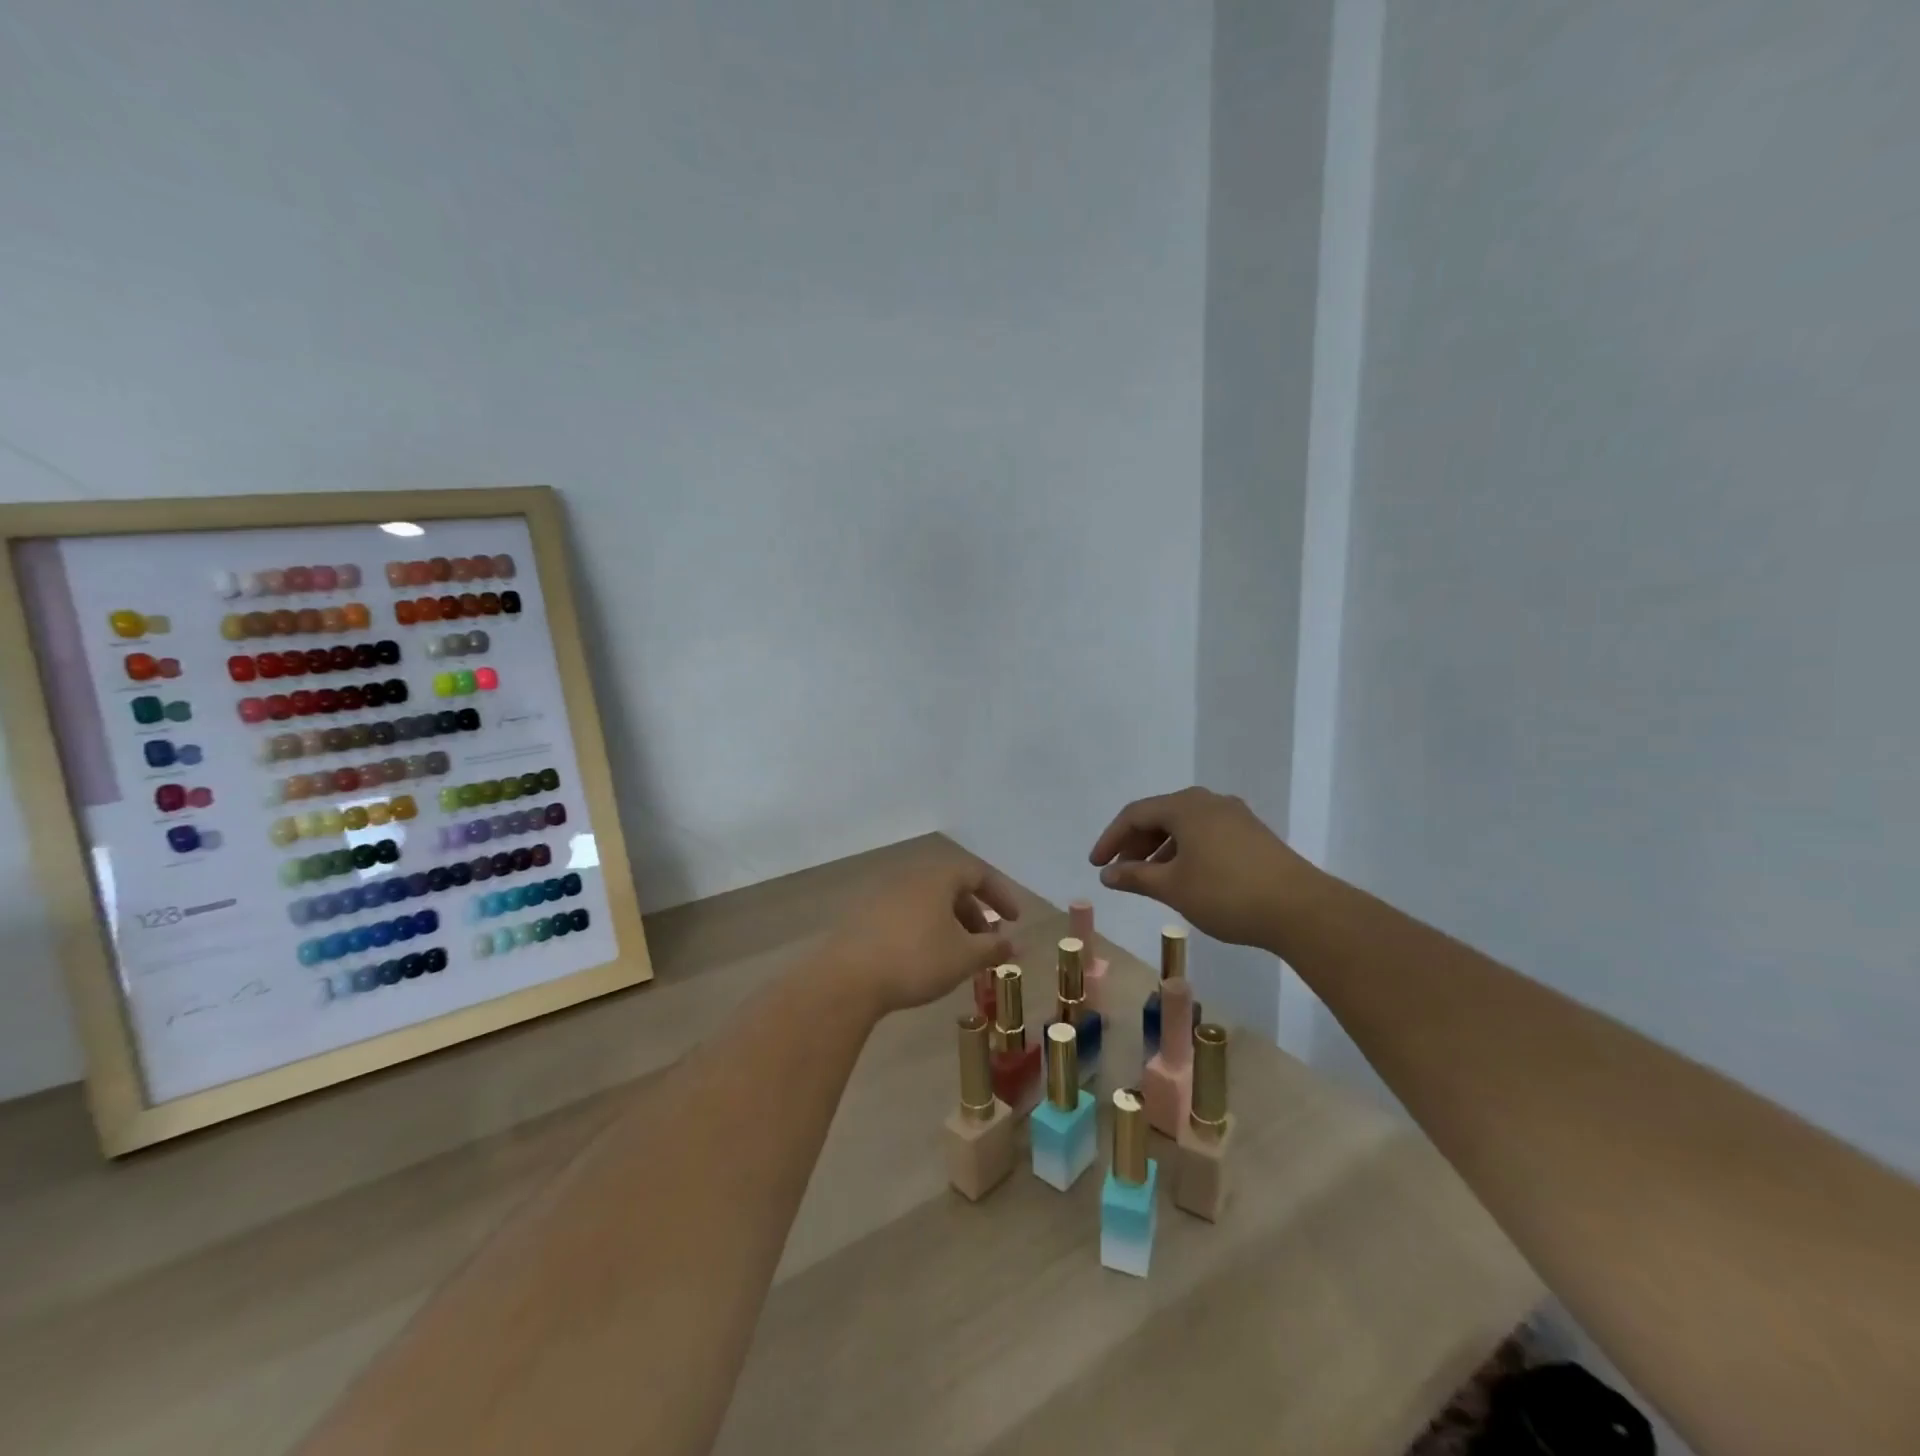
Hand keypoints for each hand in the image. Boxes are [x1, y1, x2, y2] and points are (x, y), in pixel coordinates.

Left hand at [821, 859, 1020, 1016]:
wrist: (847, 978)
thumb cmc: (916, 960)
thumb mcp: (964, 957)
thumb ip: (993, 948)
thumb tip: (1015, 945)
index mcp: (937, 876)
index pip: (977, 873)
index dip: (1001, 895)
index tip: (1014, 920)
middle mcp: (909, 876)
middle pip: (951, 886)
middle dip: (974, 914)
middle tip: (986, 942)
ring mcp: (882, 893)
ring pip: (927, 901)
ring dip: (949, 923)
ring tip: (957, 955)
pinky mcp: (863, 914)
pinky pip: (905, 913)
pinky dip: (924, 928)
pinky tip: (924, 958)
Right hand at [1089, 787, 1316, 948]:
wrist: (1300, 909)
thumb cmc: (1226, 893)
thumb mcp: (1172, 887)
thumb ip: (1135, 877)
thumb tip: (1107, 874)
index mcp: (1185, 806)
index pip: (1135, 815)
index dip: (1110, 839)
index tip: (1096, 866)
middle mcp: (1209, 801)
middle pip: (1160, 816)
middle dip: (1135, 844)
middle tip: (1120, 872)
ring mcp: (1235, 816)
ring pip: (1184, 826)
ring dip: (1160, 849)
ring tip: (1149, 879)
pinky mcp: (1252, 834)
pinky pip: (1205, 834)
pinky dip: (1185, 851)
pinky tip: (1184, 877)